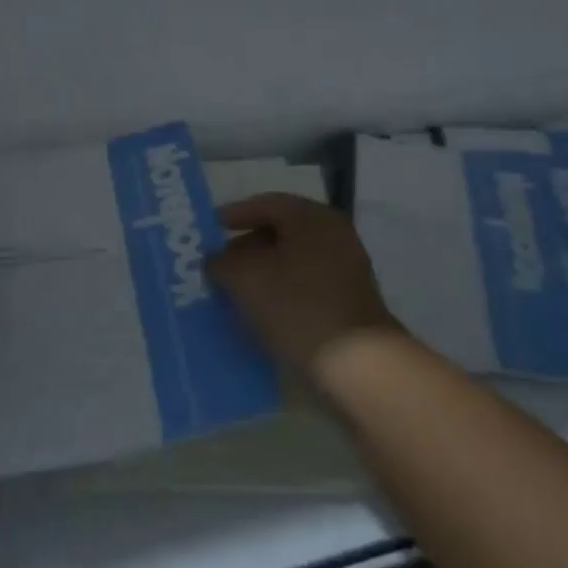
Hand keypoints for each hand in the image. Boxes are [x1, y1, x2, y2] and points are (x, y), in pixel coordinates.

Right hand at [211, 194, 400, 386]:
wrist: (357, 364)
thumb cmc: (298, 306)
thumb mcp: (245, 278)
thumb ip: (222, 263)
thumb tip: (216, 261)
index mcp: (312, 217)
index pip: (267, 203)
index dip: (235, 214)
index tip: (210, 229)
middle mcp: (333, 235)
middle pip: (281, 232)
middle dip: (246, 248)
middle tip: (218, 266)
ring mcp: (346, 270)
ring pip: (292, 262)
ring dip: (262, 275)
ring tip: (233, 294)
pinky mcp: (348, 303)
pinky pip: (305, 287)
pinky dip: (281, 294)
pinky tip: (260, 316)